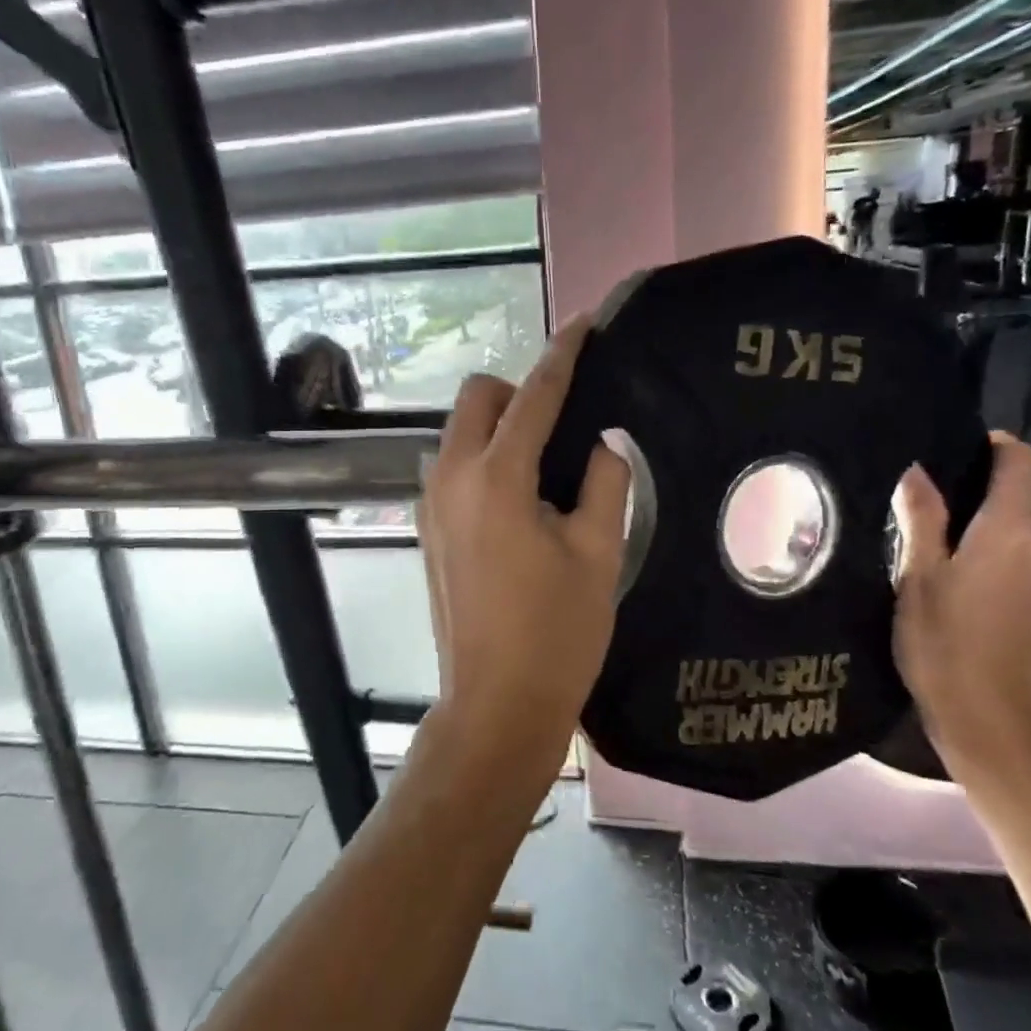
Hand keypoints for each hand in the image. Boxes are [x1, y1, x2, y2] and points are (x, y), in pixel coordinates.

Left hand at [417, 322, 629, 766]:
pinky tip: (517, 502)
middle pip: (478, 399)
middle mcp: (451, 478)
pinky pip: (452, 467)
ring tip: (544, 469)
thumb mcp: (598, 553)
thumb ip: (604, 483)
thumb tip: (599, 445)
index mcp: (497, 477)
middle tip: (562, 427)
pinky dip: (482, 460)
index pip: (535, 395)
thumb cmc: (556, 633)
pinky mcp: (426, 529)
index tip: (583, 326)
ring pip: (459, 432)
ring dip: (498, 429)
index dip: (563, 355)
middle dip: (518, 393)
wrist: (496, 705)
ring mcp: (430, 504)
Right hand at [890, 434, 1030, 782]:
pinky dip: (1006, 563)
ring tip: (943, 555)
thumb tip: (917, 471)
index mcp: (1014, 529)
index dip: (994, 446)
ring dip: (992, 534)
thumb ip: (922, 519)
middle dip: (980, 498)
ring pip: (1027, 534)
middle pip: (1022, 499)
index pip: (1021, 461)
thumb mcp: (919, 578)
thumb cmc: (947, 645)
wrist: (999, 726)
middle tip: (928, 516)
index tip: (958, 452)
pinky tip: (970, 591)